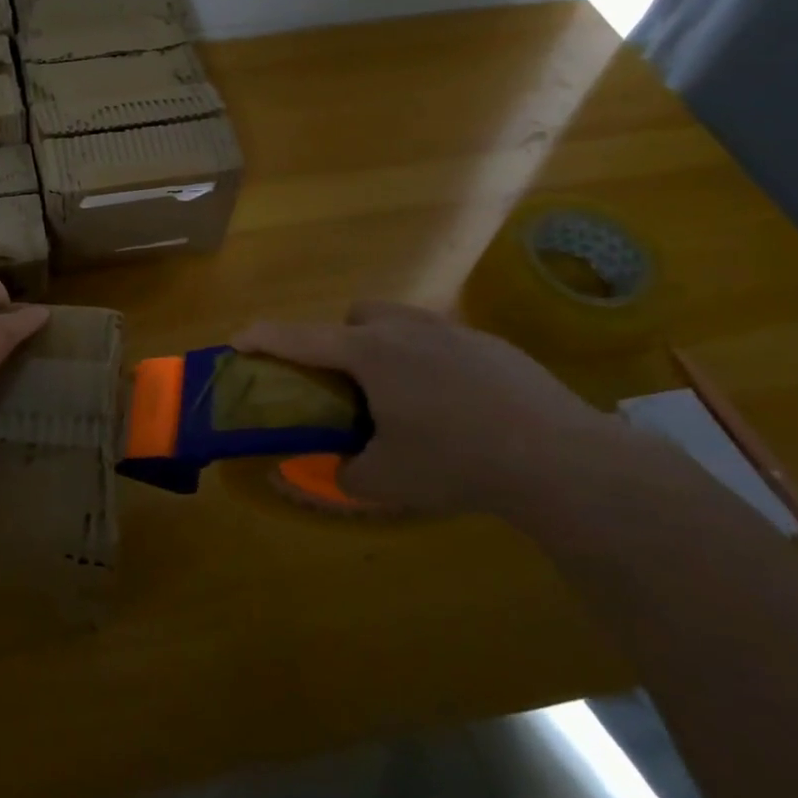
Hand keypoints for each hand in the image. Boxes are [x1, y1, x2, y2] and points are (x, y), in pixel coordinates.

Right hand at [233, 302, 621, 518]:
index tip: (237, 340)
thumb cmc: (456, 461)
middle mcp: (406, 329)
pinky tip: (454, 404)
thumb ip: (337, 475)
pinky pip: (442, 340)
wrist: (559, 457)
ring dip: (385, 346)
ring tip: (401, 394)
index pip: (300, 338)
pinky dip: (429, 361)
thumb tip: (304, 478)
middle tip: (348, 387)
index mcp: (370, 354)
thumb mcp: (386, 479)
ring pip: (401, 321)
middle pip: (355, 317)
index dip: (263, 337)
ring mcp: (454, 331)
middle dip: (341, 342)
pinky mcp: (492, 344)